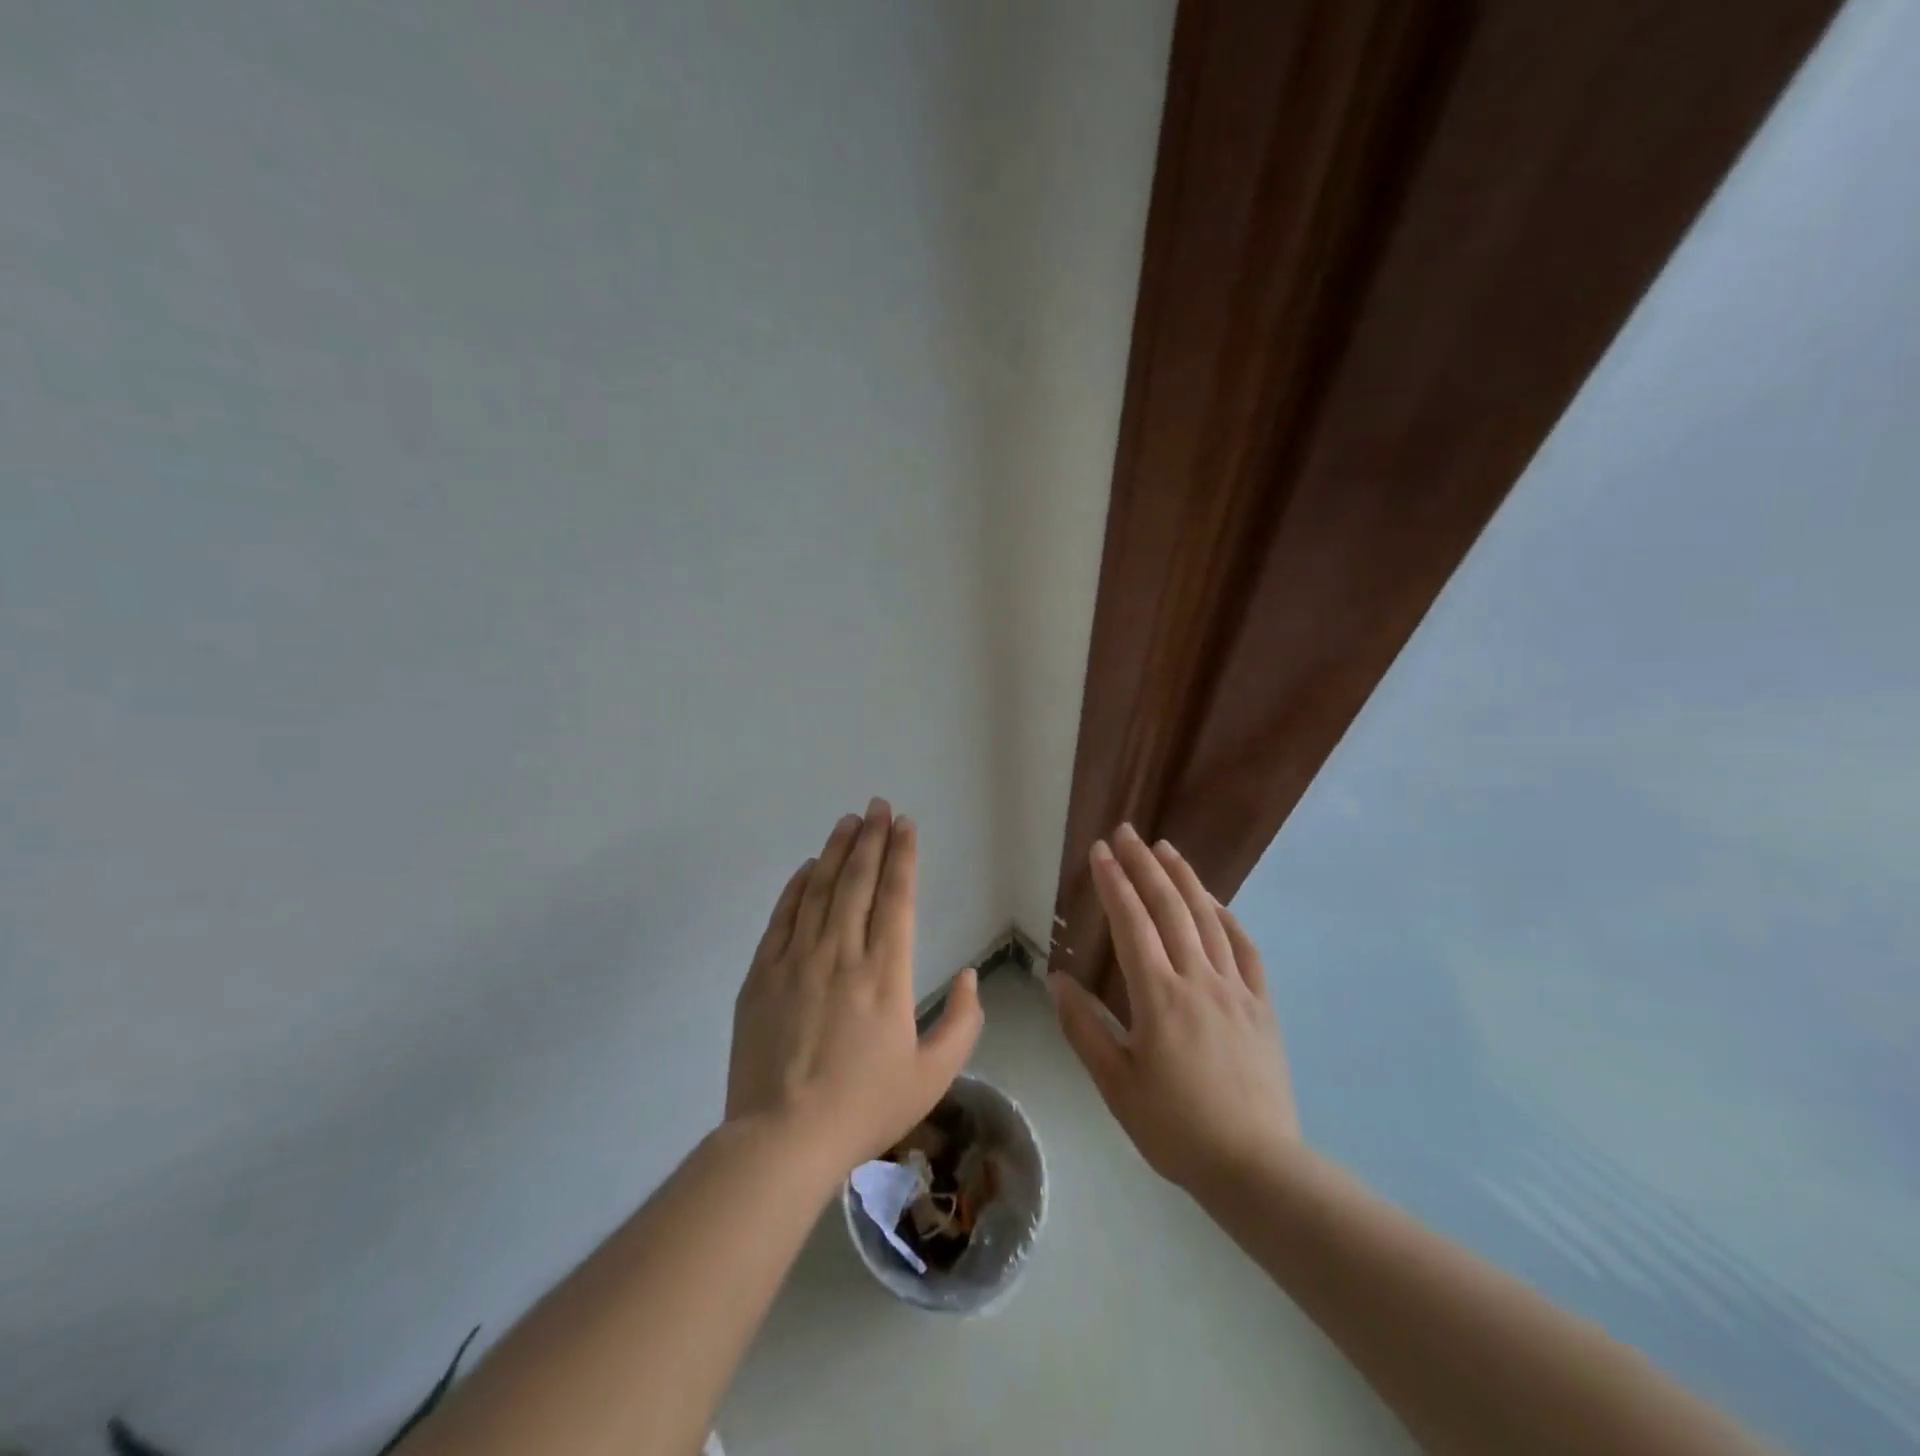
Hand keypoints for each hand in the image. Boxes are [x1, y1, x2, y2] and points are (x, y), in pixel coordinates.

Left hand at [726, 799, 983, 1176]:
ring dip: (836, 851)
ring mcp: (797, 960)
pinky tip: (807, 868)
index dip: (902, 856)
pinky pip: (783, 917)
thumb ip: (963, 1023)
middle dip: (871, 838)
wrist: (783, 1138)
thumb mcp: (933, 1076)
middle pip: (858, 881)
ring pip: (820, 890)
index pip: (897, 898)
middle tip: (877, 805)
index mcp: (886, 974)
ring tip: (848, 821)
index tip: (905, 825)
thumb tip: (971, 977)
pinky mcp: (762, 974)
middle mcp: (842, 954)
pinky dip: (797, 887)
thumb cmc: (864, 1107)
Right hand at [1050, 824, 1300, 1192]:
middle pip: (1169, 908)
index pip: (1132, 923)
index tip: (1100, 851)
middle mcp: (1198, 979)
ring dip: (1185, 879)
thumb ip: (1084, 1028)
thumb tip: (1056, 980)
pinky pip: (1246, 950)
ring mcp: (1236, 989)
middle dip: (1145, 865)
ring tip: (1166, 849)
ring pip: (1208, 919)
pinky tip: (1216, 904)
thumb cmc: (1175, 1128)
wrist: (1256, 1167)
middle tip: (1127, 832)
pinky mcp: (1262, 1006)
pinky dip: (1227, 918)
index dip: (1114, 883)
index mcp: (1159, 996)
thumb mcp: (1116, 1084)